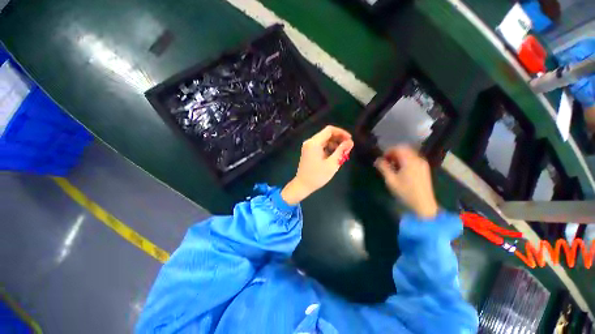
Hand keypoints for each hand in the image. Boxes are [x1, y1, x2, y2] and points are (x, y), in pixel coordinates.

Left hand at [281, 126, 353, 204]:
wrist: (302, 185)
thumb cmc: (317, 176)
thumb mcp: (332, 163)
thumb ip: (341, 151)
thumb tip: (350, 142)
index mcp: (314, 142)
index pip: (329, 130)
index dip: (341, 133)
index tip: (349, 140)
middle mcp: (310, 142)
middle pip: (326, 135)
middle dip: (338, 139)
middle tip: (347, 148)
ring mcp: (308, 147)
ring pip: (324, 140)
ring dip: (334, 144)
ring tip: (342, 154)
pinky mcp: (308, 152)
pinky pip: (320, 146)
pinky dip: (328, 148)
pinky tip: (334, 156)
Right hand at [374, 145, 438, 218]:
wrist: (423, 205)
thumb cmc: (405, 192)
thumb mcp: (391, 180)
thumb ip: (383, 167)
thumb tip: (377, 160)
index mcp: (410, 161)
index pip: (399, 148)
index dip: (388, 151)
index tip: (382, 159)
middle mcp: (418, 159)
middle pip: (405, 149)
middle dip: (394, 154)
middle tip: (386, 162)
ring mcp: (423, 164)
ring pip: (409, 154)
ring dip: (399, 157)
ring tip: (392, 167)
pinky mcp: (424, 169)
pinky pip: (413, 159)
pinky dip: (405, 161)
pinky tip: (401, 170)